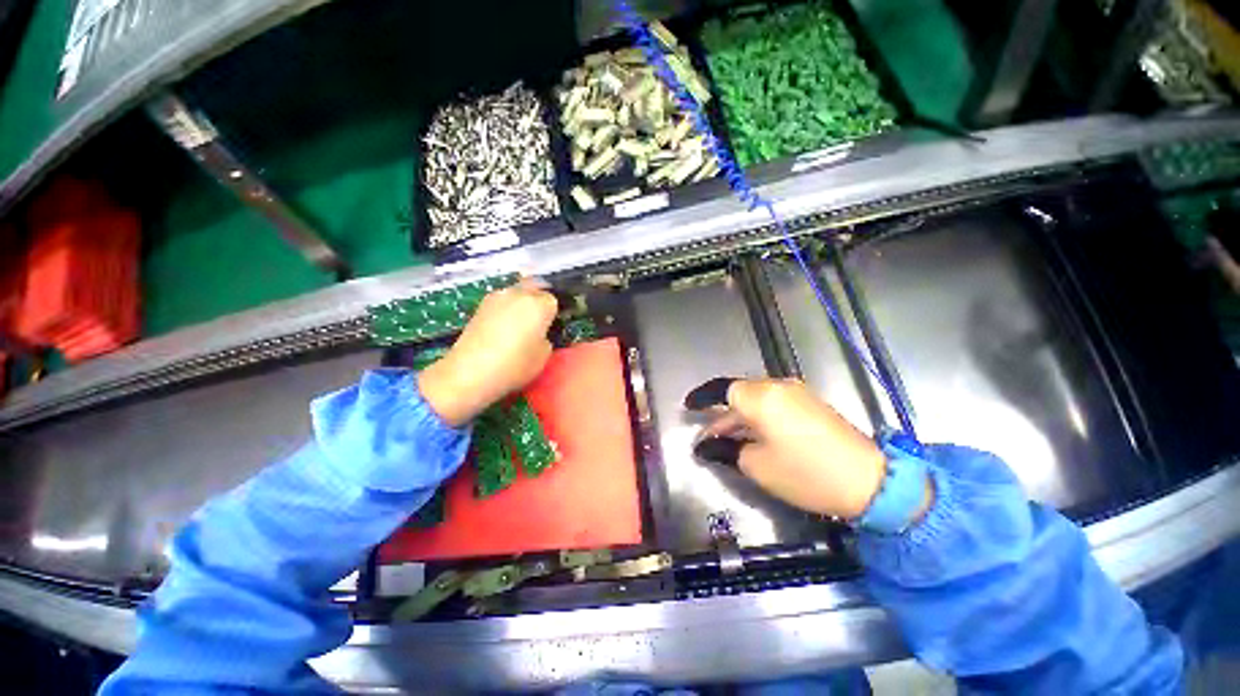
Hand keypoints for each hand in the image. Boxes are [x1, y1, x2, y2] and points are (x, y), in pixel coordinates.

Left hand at [418, 280, 557, 425]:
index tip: (552, 326)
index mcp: (539, 304)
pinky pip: (501, 302)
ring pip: (516, 292)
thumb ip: (546, 338)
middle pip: (534, 287)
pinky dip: (506, 309)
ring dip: (521, 302)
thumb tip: (540, 333)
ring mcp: (496, 297)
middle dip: (539, 299)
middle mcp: (518, 293)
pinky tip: (503, 327)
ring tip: (520, 323)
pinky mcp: (480, 305)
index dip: (554, 313)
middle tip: (539, 319)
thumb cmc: (515, 364)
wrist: (470, 372)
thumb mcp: (544, 356)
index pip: (553, 300)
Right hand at [693, 378, 930, 520]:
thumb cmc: (805, 473)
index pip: (721, 389)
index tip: (688, 406)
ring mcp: (796, 393)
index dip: (702, 398)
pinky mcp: (809, 403)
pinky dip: (756, 417)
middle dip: (720, 415)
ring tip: (725, 440)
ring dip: (738, 418)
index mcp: (760, 397)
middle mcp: (776, 386)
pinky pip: (772, 404)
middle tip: (706, 436)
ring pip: (755, 400)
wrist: (870, 481)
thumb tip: (706, 446)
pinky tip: (752, 436)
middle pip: (738, 394)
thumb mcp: (757, 466)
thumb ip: (725, 450)